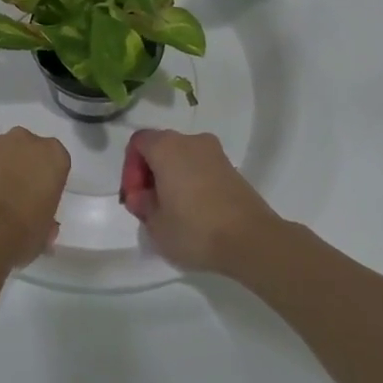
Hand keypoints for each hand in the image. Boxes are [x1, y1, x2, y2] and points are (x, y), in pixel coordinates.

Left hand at [0, 128, 70, 267]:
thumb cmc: (23, 231)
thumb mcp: (45, 230)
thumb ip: (45, 217)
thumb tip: (41, 222)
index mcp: (53, 155)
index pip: (53, 161)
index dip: (43, 179)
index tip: (37, 197)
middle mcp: (24, 140)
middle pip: (24, 148)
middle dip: (19, 166)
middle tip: (12, 195)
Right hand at [120, 130, 281, 274]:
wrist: (253, 241)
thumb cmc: (195, 229)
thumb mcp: (155, 224)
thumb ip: (142, 204)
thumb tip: (144, 196)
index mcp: (166, 146)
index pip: (137, 142)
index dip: (130, 169)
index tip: (136, 198)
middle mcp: (191, 141)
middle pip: (160, 148)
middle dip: (150, 175)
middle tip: (151, 207)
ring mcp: (216, 154)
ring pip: (182, 159)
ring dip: (172, 180)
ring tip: (173, 213)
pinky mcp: (233, 170)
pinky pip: (202, 169)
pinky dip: (192, 184)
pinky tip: (195, 214)